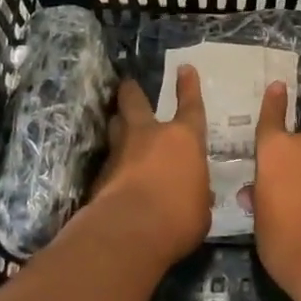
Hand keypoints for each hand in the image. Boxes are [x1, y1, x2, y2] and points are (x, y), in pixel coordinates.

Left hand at [82, 68, 211, 266]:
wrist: (129, 232)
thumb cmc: (179, 217)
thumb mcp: (201, 208)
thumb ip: (197, 194)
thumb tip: (196, 194)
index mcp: (184, 139)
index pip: (190, 106)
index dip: (188, 87)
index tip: (184, 68)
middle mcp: (150, 136)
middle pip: (136, 103)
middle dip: (132, 91)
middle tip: (128, 83)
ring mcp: (121, 152)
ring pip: (115, 126)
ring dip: (117, 122)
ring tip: (117, 121)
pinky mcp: (100, 175)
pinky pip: (108, 160)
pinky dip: (112, 163)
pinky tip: (114, 173)